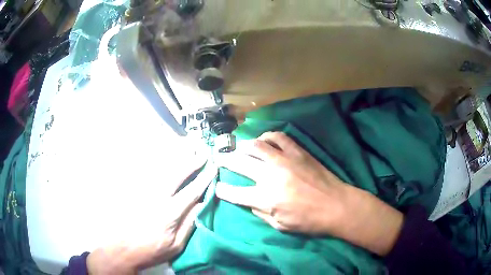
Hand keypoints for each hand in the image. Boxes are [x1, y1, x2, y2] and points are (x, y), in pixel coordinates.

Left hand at [87, 157, 209, 274]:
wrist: (121, 248)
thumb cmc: (150, 250)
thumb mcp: (175, 246)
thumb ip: (189, 225)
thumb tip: (201, 205)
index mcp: (169, 213)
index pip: (192, 191)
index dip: (204, 178)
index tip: (213, 167)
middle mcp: (156, 196)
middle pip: (177, 173)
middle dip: (192, 161)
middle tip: (203, 151)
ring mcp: (142, 190)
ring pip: (161, 167)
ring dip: (176, 155)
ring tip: (187, 145)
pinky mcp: (133, 188)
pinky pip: (146, 169)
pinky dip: (157, 158)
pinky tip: (164, 152)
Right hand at [215, 132, 403, 255]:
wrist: (336, 205)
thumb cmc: (309, 221)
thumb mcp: (280, 225)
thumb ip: (260, 212)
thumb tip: (248, 200)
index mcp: (265, 199)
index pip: (235, 193)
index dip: (223, 191)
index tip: (218, 187)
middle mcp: (270, 176)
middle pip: (240, 163)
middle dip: (225, 161)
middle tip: (220, 159)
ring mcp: (284, 160)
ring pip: (256, 146)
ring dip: (243, 146)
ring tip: (239, 148)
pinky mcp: (297, 152)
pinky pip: (278, 137)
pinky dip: (267, 136)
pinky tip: (264, 140)